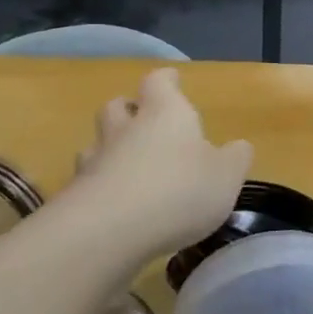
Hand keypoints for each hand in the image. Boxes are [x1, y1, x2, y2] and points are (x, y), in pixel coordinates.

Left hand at [64, 67, 252, 269]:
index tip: (172, 80)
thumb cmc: (179, 191)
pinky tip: (114, 207)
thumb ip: (236, 158)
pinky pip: (86, 183)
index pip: (159, 82)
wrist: (106, 233)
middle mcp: (125, 129)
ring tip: (125, 165)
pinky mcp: (74, 198)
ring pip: (96, 144)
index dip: (166, 80)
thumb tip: (238, 147)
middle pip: (117, 106)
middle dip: (129, 110)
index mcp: (165, 114)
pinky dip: (99, 188)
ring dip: (109, 149)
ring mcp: (94, 162)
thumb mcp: (227, 175)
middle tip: (142, 120)